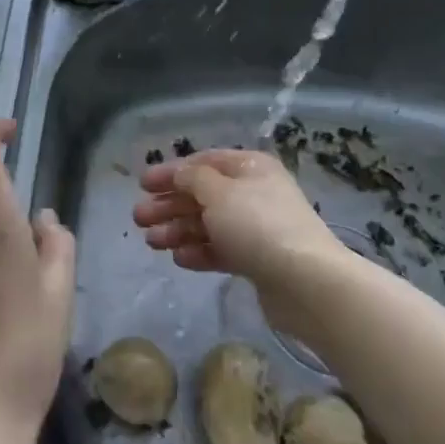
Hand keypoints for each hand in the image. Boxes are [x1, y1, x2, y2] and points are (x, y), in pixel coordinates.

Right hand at [133, 149, 345, 333]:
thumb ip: (192, 178)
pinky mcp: (258, 260)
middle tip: (139, 218)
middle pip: (203, 195)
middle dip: (169, 205)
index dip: (171, 172)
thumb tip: (180, 173)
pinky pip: (221, 250)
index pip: (203, 162)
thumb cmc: (257, 225)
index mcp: (249, 167)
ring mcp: (257, 228)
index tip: (142, 184)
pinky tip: (178, 258)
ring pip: (209, 224)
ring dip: (178, 230)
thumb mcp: (217, 192)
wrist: (305, 281)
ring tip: (152, 242)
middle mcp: (254, 193)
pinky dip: (198, 251)